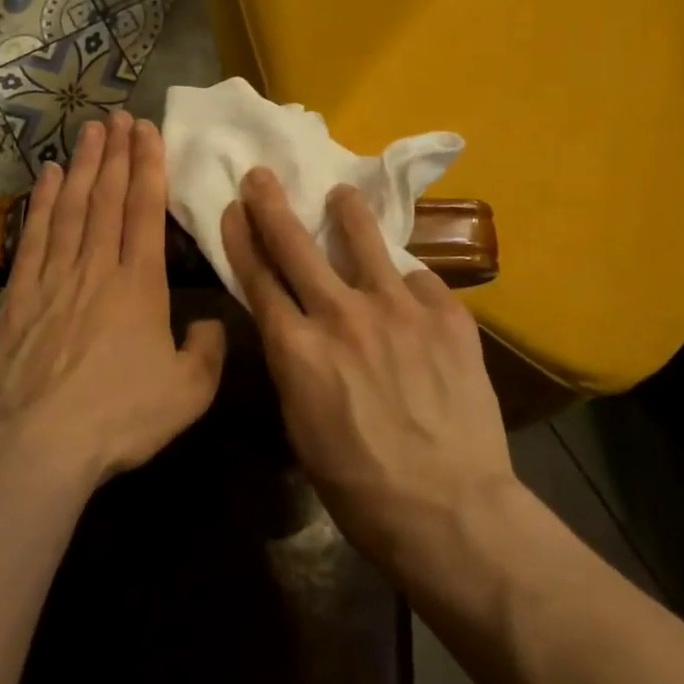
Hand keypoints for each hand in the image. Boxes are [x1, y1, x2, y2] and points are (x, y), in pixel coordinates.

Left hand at [0, 111, 226, 483]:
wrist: (40, 445)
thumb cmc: (121, 418)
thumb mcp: (188, 393)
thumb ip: (208, 350)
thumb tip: (209, 322)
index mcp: (141, 286)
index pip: (145, 212)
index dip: (148, 167)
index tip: (147, 131)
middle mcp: (97, 268)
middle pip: (107, 198)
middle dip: (116, 153)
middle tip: (119, 116)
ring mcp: (55, 278)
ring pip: (71, 208)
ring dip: (82, 165)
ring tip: (90, 131)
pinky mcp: (20, 295)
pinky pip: (34, 236)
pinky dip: (41, 202)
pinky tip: (46, 176)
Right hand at [220, 167, 513, 568]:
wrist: (449, 509)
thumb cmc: (360, 486)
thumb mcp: (303, 426)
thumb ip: (297, 366)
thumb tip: (298, 333)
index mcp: (297, 348)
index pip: (259, 278)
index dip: (242, 239)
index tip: (234, 209)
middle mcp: (341, 314)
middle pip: (297, 245)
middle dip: (273, 205)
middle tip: (263, 175)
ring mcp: (397, 308)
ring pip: (364, 240)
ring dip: (347, 213)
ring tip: (341, 195)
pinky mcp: (446, 314)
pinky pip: (419, 281)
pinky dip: (407, 285)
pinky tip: (409, 292)